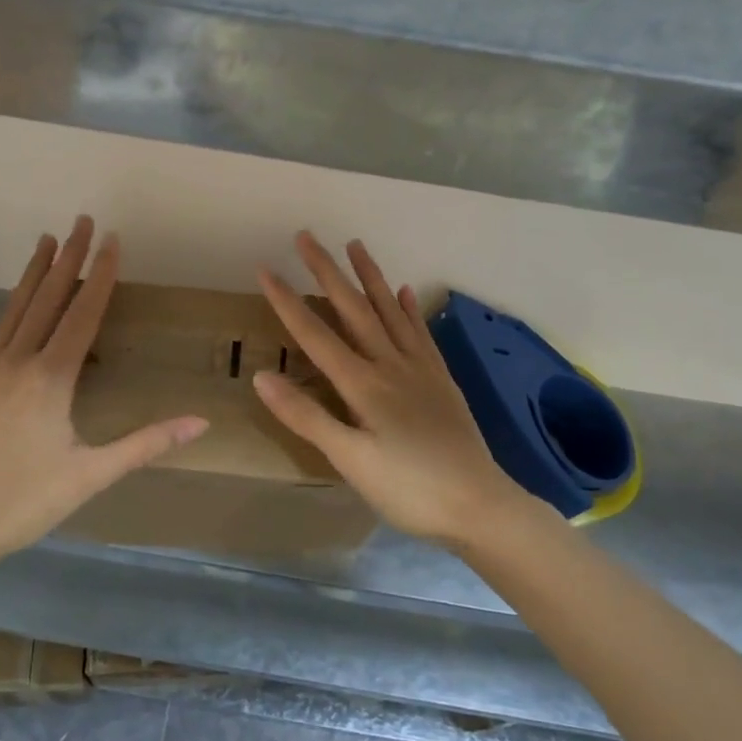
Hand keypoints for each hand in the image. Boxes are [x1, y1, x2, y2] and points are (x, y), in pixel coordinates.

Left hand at [0, 216, 207, 566]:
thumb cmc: (26, 502)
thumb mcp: (92, 474)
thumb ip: (147, 443)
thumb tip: (201, 422)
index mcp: (49, 379)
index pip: (81, 314)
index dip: (100, 275)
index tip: (111, 239)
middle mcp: (16, 363)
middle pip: (47, 300)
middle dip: (67, 258)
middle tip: (81, 220)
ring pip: (15, 310)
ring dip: (35, 274)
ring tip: (46, 240)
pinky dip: (15, 306)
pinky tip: (19, 303)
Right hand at [254, 232, 530, 549]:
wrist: (479, 505)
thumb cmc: (408, 489)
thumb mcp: (350, 460)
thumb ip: (307, 417)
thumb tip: (262, 376)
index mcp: (363, 384)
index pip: (315, 335)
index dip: (287, 301)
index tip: (265, 268)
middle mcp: (391, 364)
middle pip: (353, 309)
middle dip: (327, 271)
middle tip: (307, 235)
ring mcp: (420, 369)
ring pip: (390, 311)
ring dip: (370, 276)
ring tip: (355, 244)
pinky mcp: (440, 379)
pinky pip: (420, 332)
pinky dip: (408, 309)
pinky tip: (404, 291)